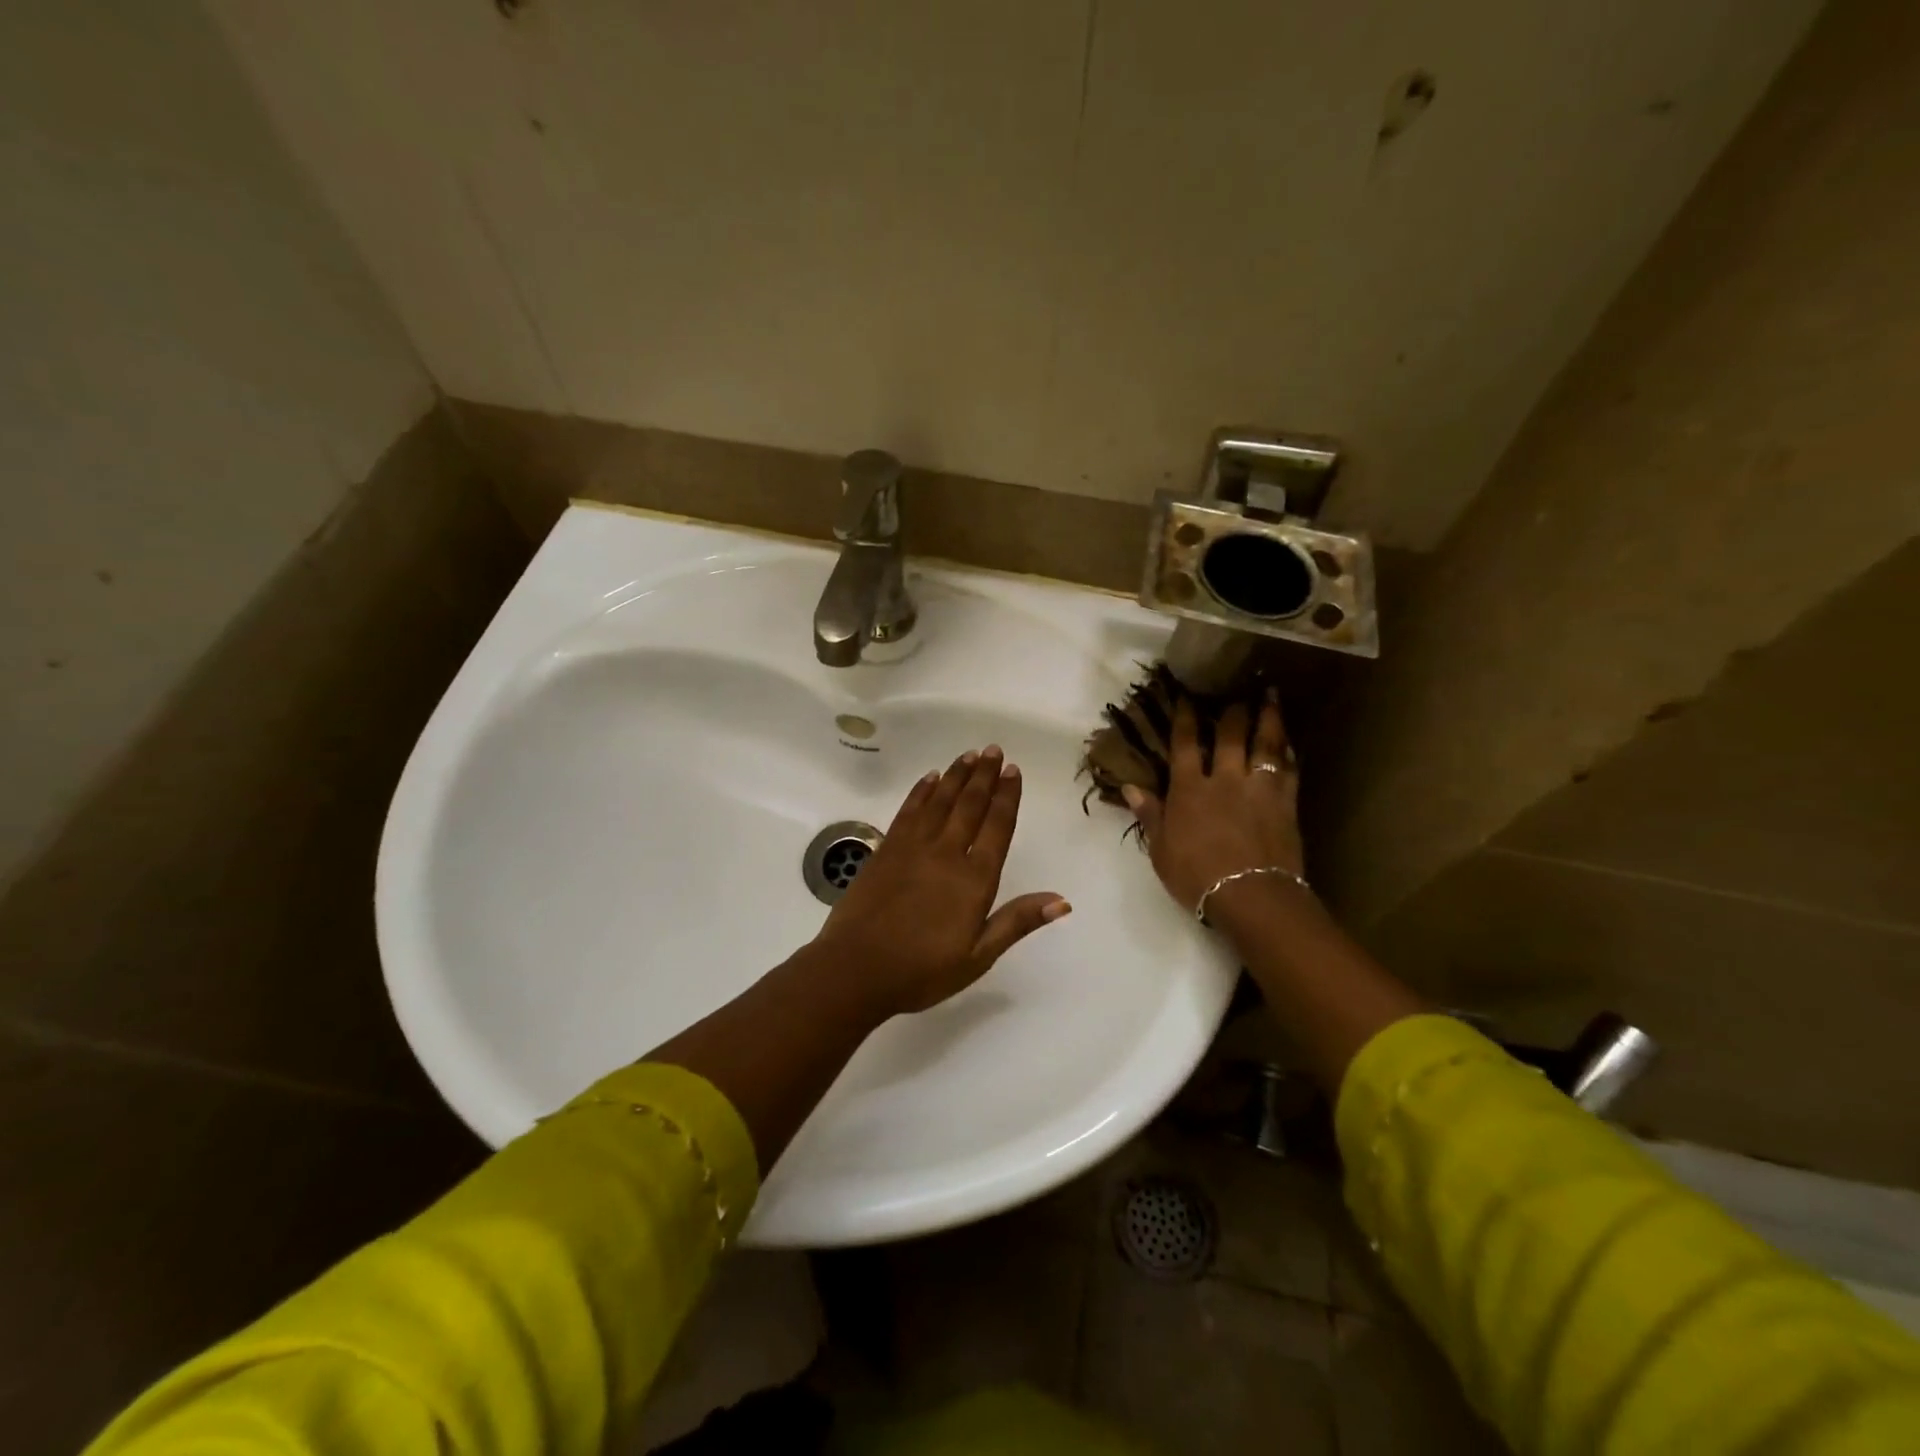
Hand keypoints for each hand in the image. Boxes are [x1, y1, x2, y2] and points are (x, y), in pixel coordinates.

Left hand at [812, 745, 1070, 1017]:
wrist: (856, 969)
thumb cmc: (922, 970)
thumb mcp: (977, 957)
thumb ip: (1016, 922)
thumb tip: (1062, 900)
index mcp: (974, 879)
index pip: (997, 827)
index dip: (1007, 797)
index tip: (1013, 771)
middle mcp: (946, 853)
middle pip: (969, 805)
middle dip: (984, 775)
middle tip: (994, 750)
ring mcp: (912, 848)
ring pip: (940, 801)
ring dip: (956, 775)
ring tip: (969, 755)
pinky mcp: (886, 849)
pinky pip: (908, 811)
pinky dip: (921, 792)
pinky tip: (929, 778)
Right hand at [1122, 689, 1303, 913]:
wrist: (1252, 897)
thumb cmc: (1197, 877)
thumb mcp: (1160, 850)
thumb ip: (1150, 815)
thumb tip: (1129, 787)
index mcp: (1190, 790)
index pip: (1184, 744)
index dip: (1185, 719)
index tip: (1187, 697)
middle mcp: (1225, 780)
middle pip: (1229, 735)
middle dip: (1231, 710)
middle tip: (1237, 688)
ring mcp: (1259, 789)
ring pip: (1265, 744)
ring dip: (1268, 717)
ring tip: (1271, 695)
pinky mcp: (1286, 803)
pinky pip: (1289, 769)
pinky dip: (1288, 752)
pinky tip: (1289, 741)